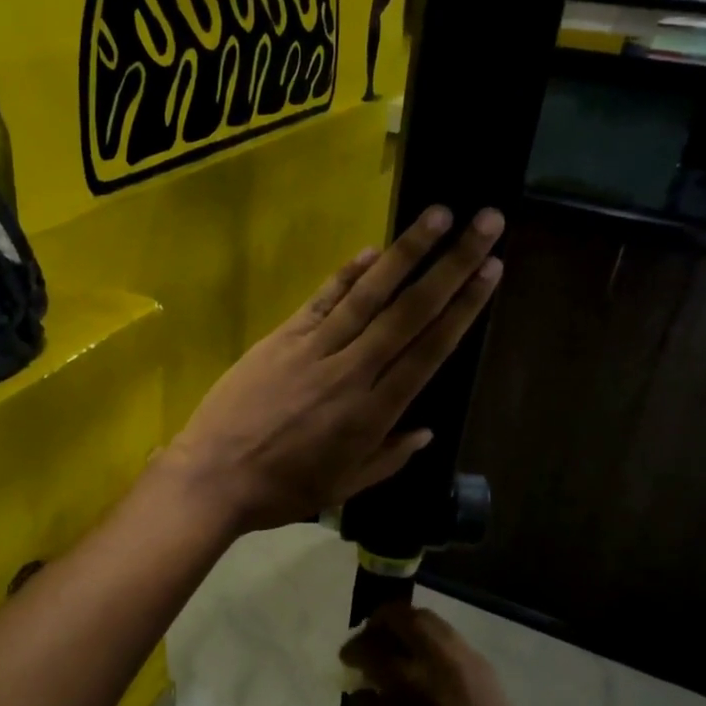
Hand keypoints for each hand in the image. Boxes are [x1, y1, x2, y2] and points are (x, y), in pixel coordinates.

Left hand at [159, 205, 503, 534]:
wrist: (214, 476)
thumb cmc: (282, 490)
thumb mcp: (344, 487)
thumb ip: (388, 458)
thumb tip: (425, 431)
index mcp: (374, 413)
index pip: (429, 351)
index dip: (463, 309)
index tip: (491, 272)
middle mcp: (352, 372)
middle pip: (410, 311)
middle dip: (452, 264)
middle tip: (485, 223)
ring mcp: (314, 350)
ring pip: (369, 295)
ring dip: (406, 253)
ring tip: (439, 215)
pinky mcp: (281, 338)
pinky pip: (321, 300)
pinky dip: (347, 274)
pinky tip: (372, 249)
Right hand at [340, 603, 543, 705]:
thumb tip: (361, 687)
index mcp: (409, 679)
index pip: (370, 647)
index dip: (353, 649)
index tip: (347, 659)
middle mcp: (436, 656)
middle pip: (401, 616)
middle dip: (379, 621)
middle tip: (369, 638)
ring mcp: (463, 655)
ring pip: (428, 619)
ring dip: (405, 624)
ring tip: (395, 643)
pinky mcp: (482, 663)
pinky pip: (447, 635)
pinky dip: (427, 637)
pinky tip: (423, 660)